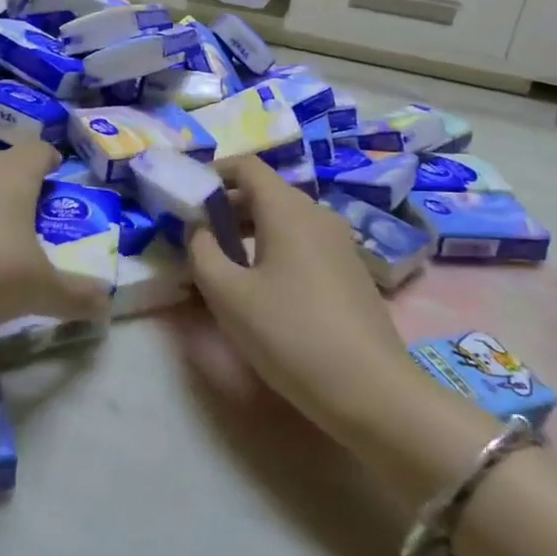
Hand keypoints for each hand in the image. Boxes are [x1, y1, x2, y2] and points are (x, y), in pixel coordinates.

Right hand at [184, 159, 451, 451]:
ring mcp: (339, 242)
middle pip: (266, 192)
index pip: (247, 166)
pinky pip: (303, 242)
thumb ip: (202, 252)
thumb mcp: (228, 295)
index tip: (186, 196)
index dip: (213, 173)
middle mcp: (318, 214)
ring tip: (222, 262)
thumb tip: (199, 229)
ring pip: (285, 219)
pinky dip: (274, 248)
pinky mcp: (350, 270)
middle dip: (227, 206)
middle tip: (196, 234)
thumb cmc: (290, 334)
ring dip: (249, 230)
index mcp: (288, 209)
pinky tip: (261, 286)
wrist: (370, 388)